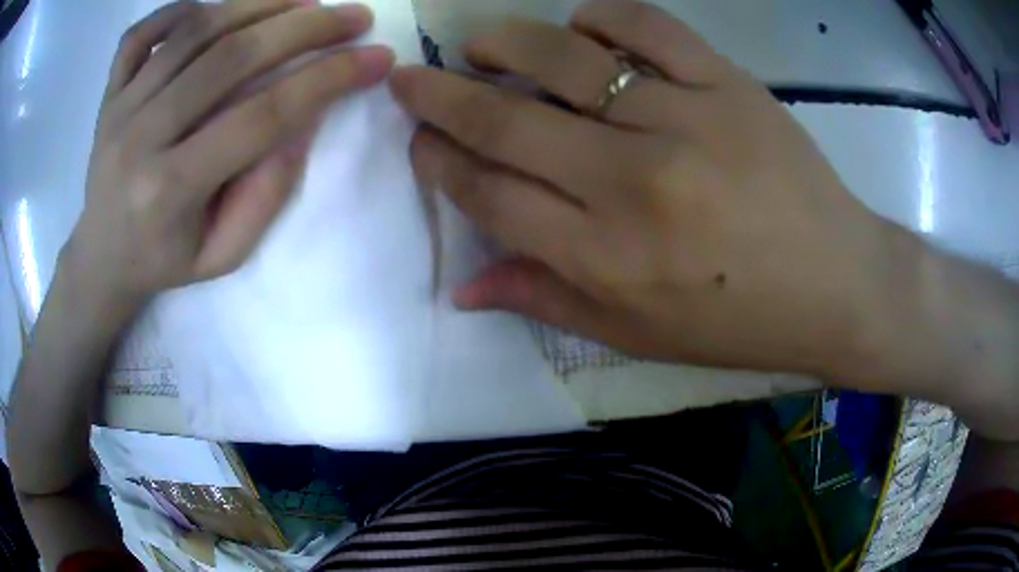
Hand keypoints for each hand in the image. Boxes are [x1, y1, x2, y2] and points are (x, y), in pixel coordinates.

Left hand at [66, 0, 393, 311]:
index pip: (262, 116)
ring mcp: (120, 109)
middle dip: (305, 28)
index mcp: (170, 191)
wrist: (100, 259)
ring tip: (303, 1)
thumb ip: (265, 193)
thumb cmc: (163, 262)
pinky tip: (215, 9)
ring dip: (258, 4)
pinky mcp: (109, 94)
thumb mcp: (223, 255)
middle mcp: (141, 138)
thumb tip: (305, 119)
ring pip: (194, 32)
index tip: (377, 58)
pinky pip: (140, 34)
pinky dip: (180, 8)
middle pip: (231, 57)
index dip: (328, 79)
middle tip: (353, 15)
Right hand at [393, 0, 899, 377]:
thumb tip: (463, 286)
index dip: (438, 163)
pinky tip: (583, 27)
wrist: (836, 285)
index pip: (488, 194)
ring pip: (565, 59)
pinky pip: (647, 26)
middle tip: (410, 79)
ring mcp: (684, 120)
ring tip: (479, 45)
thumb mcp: (637, 336)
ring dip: (504, 44)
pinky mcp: (728, 84)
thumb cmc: (738, 321)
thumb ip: (545, 300)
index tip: (419, 141)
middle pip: (505, 122)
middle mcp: (633, 183)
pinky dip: (601, 15)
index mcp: (605, 258)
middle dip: (440, 96)